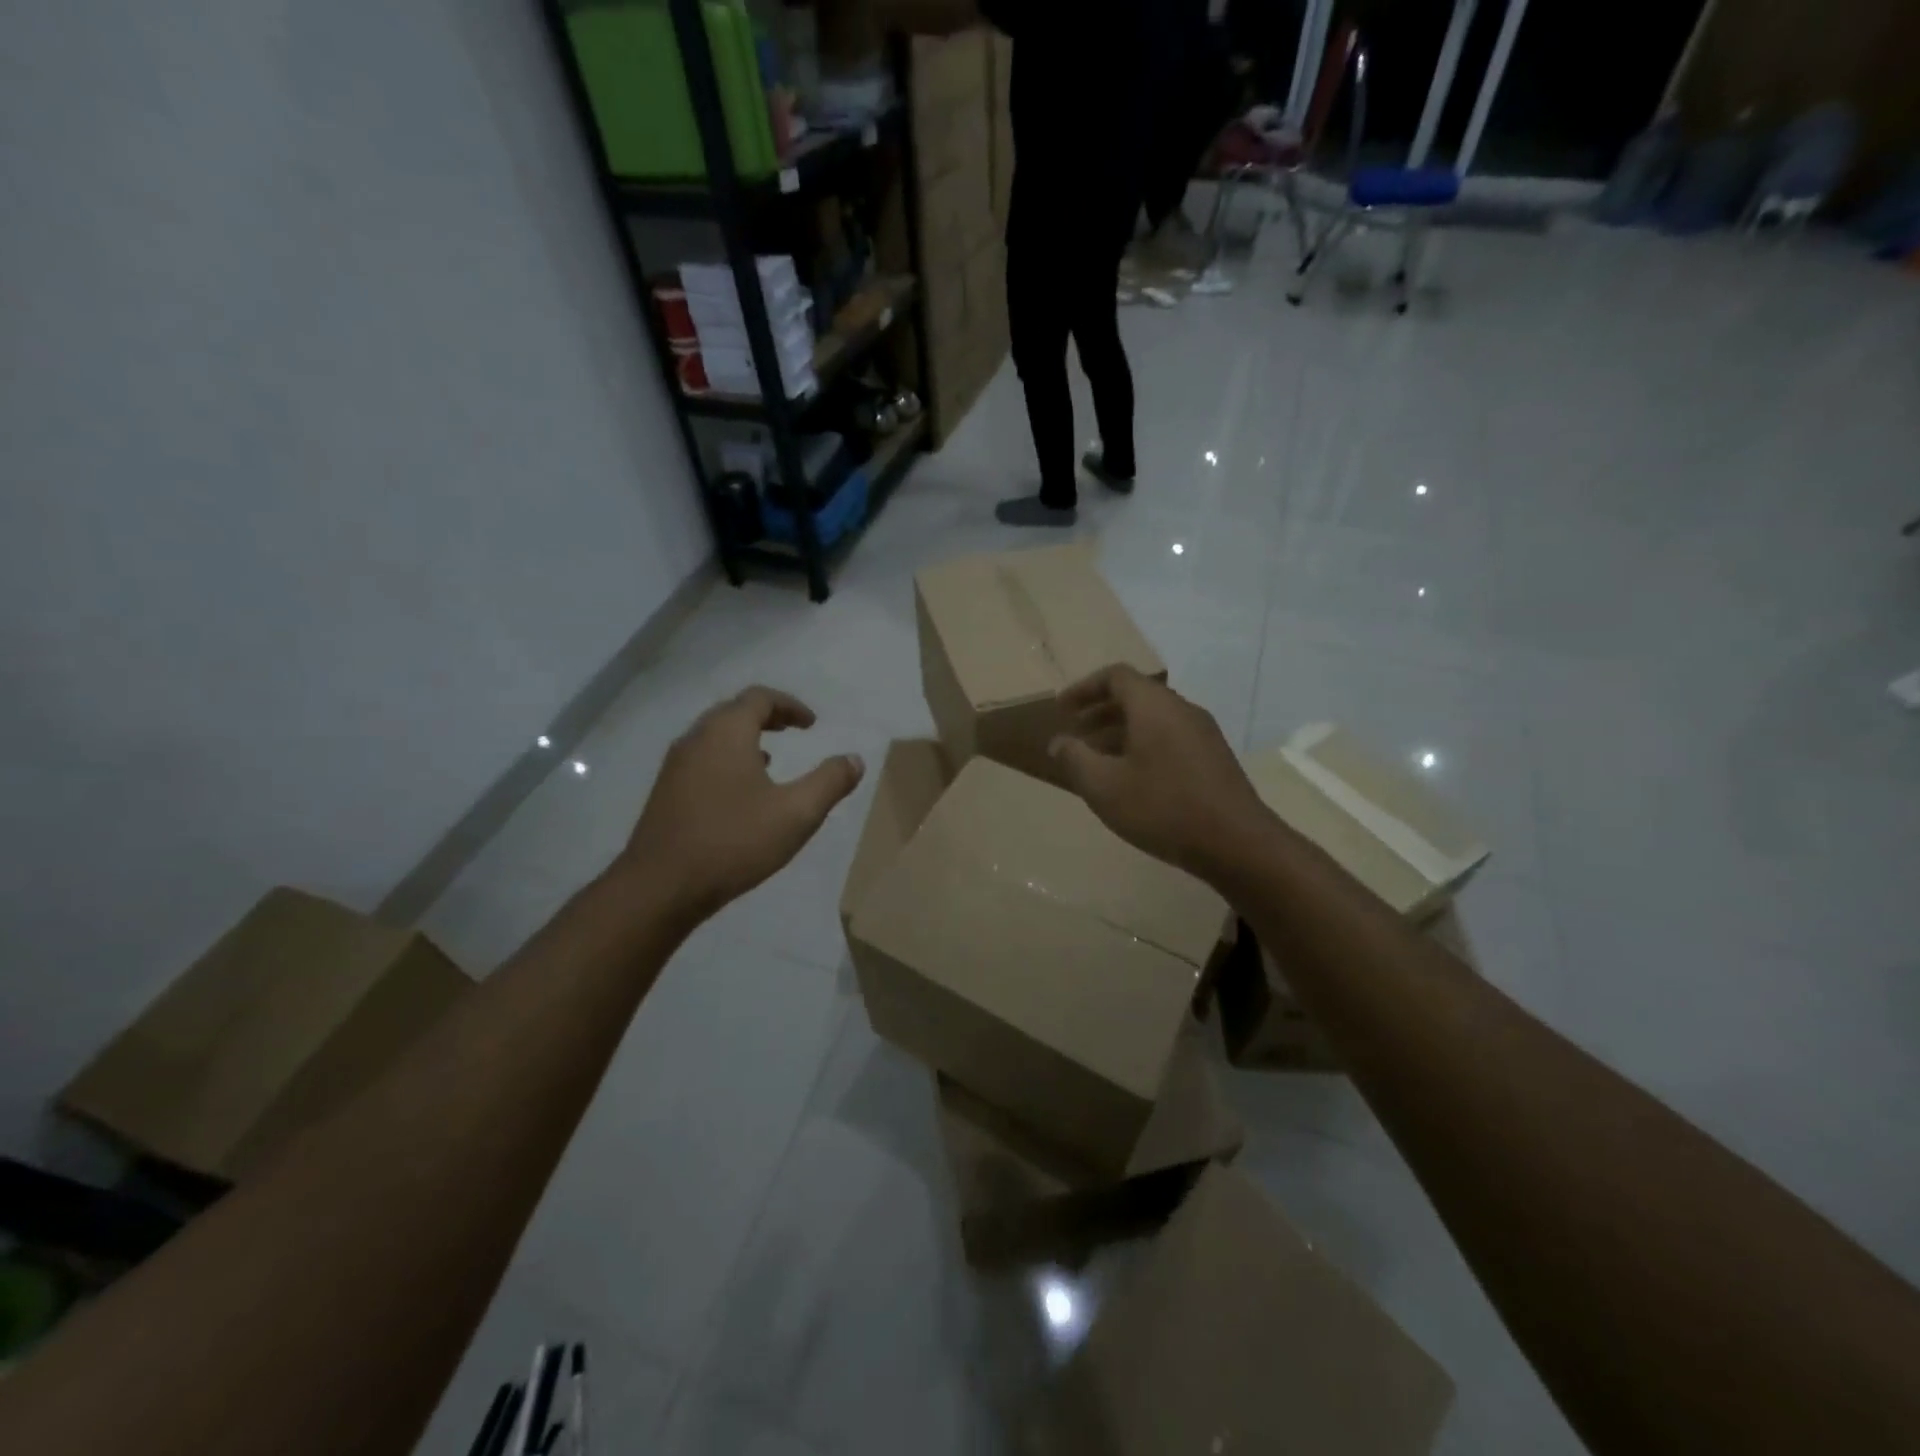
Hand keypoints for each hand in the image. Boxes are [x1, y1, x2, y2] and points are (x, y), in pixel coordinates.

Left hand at [621, 687, 863, 924]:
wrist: (660, 887)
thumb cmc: (733, 842)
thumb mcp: (796, 814)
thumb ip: (829, 782)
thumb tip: (854, 759)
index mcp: (727, 733)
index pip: (760, 698)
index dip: (790, 705)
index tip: (812, 725)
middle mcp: (696, 738)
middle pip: (733, 711)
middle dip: (766, 716)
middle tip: (792, 731)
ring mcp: (675, 765)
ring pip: (714, 735)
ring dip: (744, 738)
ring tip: (770, 758)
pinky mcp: (665, 791)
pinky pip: (701, 758)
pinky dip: (726, 758)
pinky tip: (740, 791)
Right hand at [1048, 665, 1271, 884]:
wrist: (1237, 843)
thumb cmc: (1162, 808)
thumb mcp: (1104, 786)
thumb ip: (1075, 758)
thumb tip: (1059, 742)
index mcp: (1154, 706)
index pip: (1115, 676)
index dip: (1084, 688)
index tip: (1061, 710)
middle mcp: (1181, 709)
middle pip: (1136, 696)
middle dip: (1100, 711)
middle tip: (1076, 733)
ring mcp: (1203, 733)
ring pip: (1154, 719)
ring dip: (1121, 731)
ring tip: (1098, 759)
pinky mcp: (1214, 757)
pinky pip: (1170, 737)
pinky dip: (1143, 745)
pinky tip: (1132, 778)